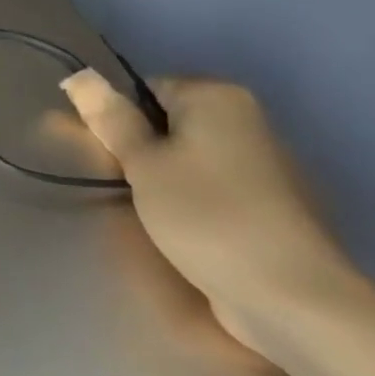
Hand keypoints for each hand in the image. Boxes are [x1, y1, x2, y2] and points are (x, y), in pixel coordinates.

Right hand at [59, 72, 358, 359]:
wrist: (295, 300)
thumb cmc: (208, 217)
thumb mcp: (142, 163)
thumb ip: (110, 118)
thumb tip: (78, 75)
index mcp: (217, 97)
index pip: (145, 89)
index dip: (119, 120)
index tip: (110, 156)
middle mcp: (247, 119)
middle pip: (169, 122)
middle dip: (143, 150)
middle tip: (127, 185)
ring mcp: (267, 164)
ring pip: (191, 157)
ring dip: (166, 178)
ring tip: (154, 213)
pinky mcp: (274, 205)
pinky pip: (216, 187)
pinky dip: (196, 201)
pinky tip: (189, 231)